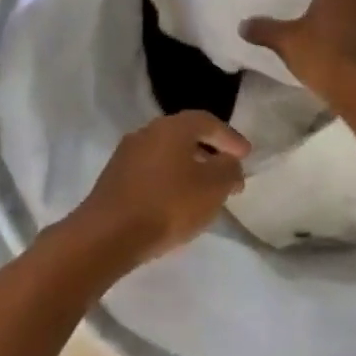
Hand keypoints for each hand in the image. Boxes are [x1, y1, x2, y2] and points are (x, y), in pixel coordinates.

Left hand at [71, 111, 249, 263]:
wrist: (109, 234)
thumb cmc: (167, 205)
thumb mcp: (212, 188)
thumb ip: (229, 170)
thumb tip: (229, 163)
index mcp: (171, 128)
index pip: (206, 121)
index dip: (229, 137)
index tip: (246, 155)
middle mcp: (145, 133)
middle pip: (184, 135)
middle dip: (209, 152)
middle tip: (227, 171)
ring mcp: (125, 155)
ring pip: (166, 154)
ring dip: (188, 167)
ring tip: (205, 191)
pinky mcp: (114, 178)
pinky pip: (150, 172)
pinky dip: (169, 180)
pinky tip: (176, 202)